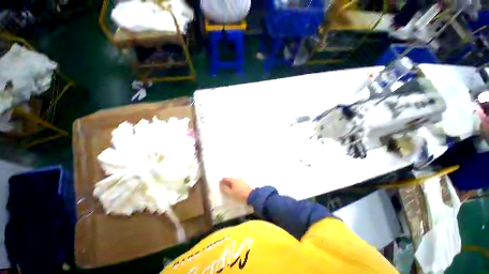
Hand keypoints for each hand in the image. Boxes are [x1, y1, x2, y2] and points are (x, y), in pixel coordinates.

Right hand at [219, 178, 252, 203]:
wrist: (251, 196)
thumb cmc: (239, 195)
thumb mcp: (230, 193)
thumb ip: (225, 188)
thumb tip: (221, 184)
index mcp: (233, 180)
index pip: (226, 178)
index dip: (222, 181)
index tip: (220, 185)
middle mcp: (237, 178)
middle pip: (230, 179)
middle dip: (227, 182)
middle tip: (224, 187)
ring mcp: (242, 180)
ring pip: (234, 181)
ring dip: (231, 184)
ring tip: (229, 189)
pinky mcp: (245, 183)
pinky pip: (238, 182)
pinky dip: (235, 185)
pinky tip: (235, 189)